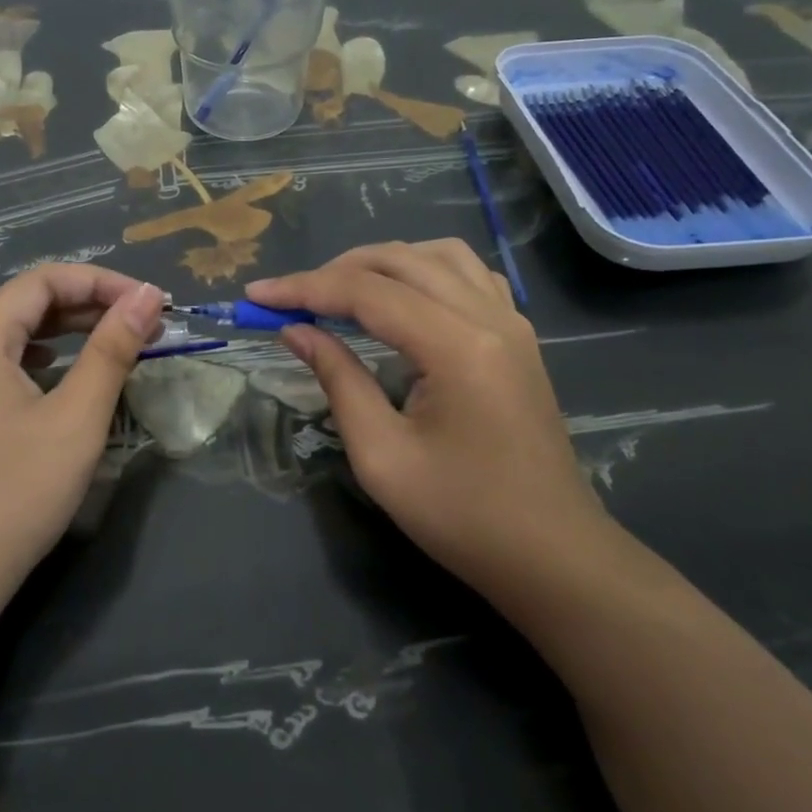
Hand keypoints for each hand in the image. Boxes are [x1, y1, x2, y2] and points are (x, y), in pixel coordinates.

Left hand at [0, 265, 163, 618]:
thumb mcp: (77, 417)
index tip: (148, 301)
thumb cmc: (15, 492)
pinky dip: (38, 358)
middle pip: (25, 303)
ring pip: (11, 334)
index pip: (43, 280)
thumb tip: (148, 295)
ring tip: (112, 340)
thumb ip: (112, 348)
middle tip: (141, 322)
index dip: (101, 281)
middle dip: (87, 305)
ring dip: (65, 331)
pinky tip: (59, 373)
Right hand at [248, 240, 608, 599]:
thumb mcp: (382, 456)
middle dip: (335, 270)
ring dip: (382, 263)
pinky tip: (403, 298)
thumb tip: (296, 330)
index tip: (256, 296)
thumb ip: (337, 379)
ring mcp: (511, 322)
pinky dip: (424, 271)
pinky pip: (469, 273)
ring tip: (341, 291)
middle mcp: (489, 317)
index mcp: (456, 346)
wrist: (554, 557)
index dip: (304, 288)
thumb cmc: (464, 517)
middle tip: (291, 299)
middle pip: (399, 260)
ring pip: (438, 255)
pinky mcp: (518, 336)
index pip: (366, 292)